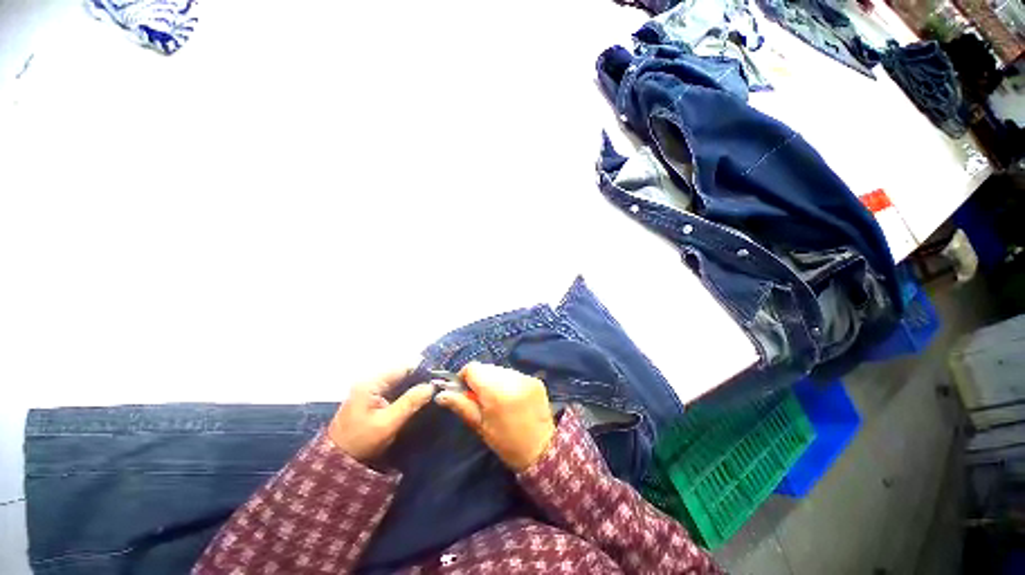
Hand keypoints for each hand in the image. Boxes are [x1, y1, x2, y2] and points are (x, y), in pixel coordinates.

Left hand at [328, 367, 434, 461]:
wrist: (336, 462)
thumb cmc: (360, 442)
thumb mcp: (387, 424)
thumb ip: (410, 403)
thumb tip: (431, 386)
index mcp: (371, 383)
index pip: (403, 367)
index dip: (422, 371)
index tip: (437, 380)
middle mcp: (370, 381)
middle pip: (401, 373)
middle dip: (419, 380)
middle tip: (435, 389)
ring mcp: (370, 389)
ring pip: (399, 381)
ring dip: (413, 387)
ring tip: (430, 394)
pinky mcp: (371, 398)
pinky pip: (394, 389)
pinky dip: (405, 393)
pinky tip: (416, 400)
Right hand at [435, 362, 555, 470]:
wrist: (543, 449)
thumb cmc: (506, 442)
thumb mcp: (480, 426)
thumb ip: (461, 405)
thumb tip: (440, 394)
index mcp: (496, 391)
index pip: (473, 368)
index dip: (464, 377)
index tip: (465, 391)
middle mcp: (512, 378)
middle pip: (487, 367)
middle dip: (480, 379)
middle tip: (481, 398)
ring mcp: (526, 377)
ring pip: (500, 369)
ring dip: (494, 380)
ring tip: (497, 399)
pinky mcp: (535, 379)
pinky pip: (514, 374)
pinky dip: (508, 382)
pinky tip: (511, 398)